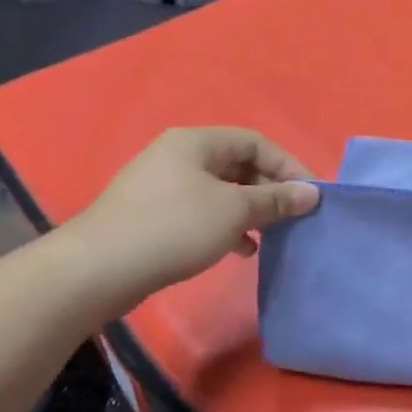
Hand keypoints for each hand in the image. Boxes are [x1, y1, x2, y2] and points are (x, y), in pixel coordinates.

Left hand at [63, 127, 319, 297]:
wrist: (99, 269)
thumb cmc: (173, 228)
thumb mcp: (234, 211)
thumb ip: (275, 199)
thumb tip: (312, 193)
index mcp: (196, 142)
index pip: (256, 142)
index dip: (288, 165)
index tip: (311, 195)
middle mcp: (179, 156)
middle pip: (239, 165)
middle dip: (270, 190)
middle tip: (293, 217)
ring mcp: (164, 186)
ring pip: (223, 192)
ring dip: (251, 211)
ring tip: (271, 236)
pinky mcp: (156, 215)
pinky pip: (204, 212)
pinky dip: (228, 227)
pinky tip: (241, 250)